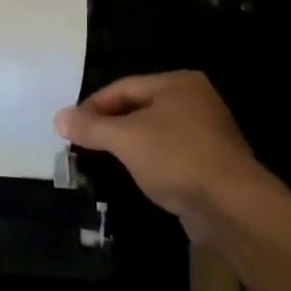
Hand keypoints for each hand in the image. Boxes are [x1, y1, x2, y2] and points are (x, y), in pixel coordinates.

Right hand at [55, 71, 286, 247]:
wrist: (232, 206)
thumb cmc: (176, 158)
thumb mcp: (125, 138)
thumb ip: (90, 127)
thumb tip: (59, 117)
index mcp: (178, 83)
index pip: (123, 87)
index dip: (93, 105)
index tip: (70, 125)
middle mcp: (196, 101)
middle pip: (139, 107)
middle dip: (110, 124)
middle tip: (83, 141)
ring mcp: (207, 132)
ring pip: (154, 132)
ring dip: (129, 144)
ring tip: (103, 159)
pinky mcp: (211, 162)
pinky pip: (170, 153)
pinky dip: (150, 160)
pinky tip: (136, 175)